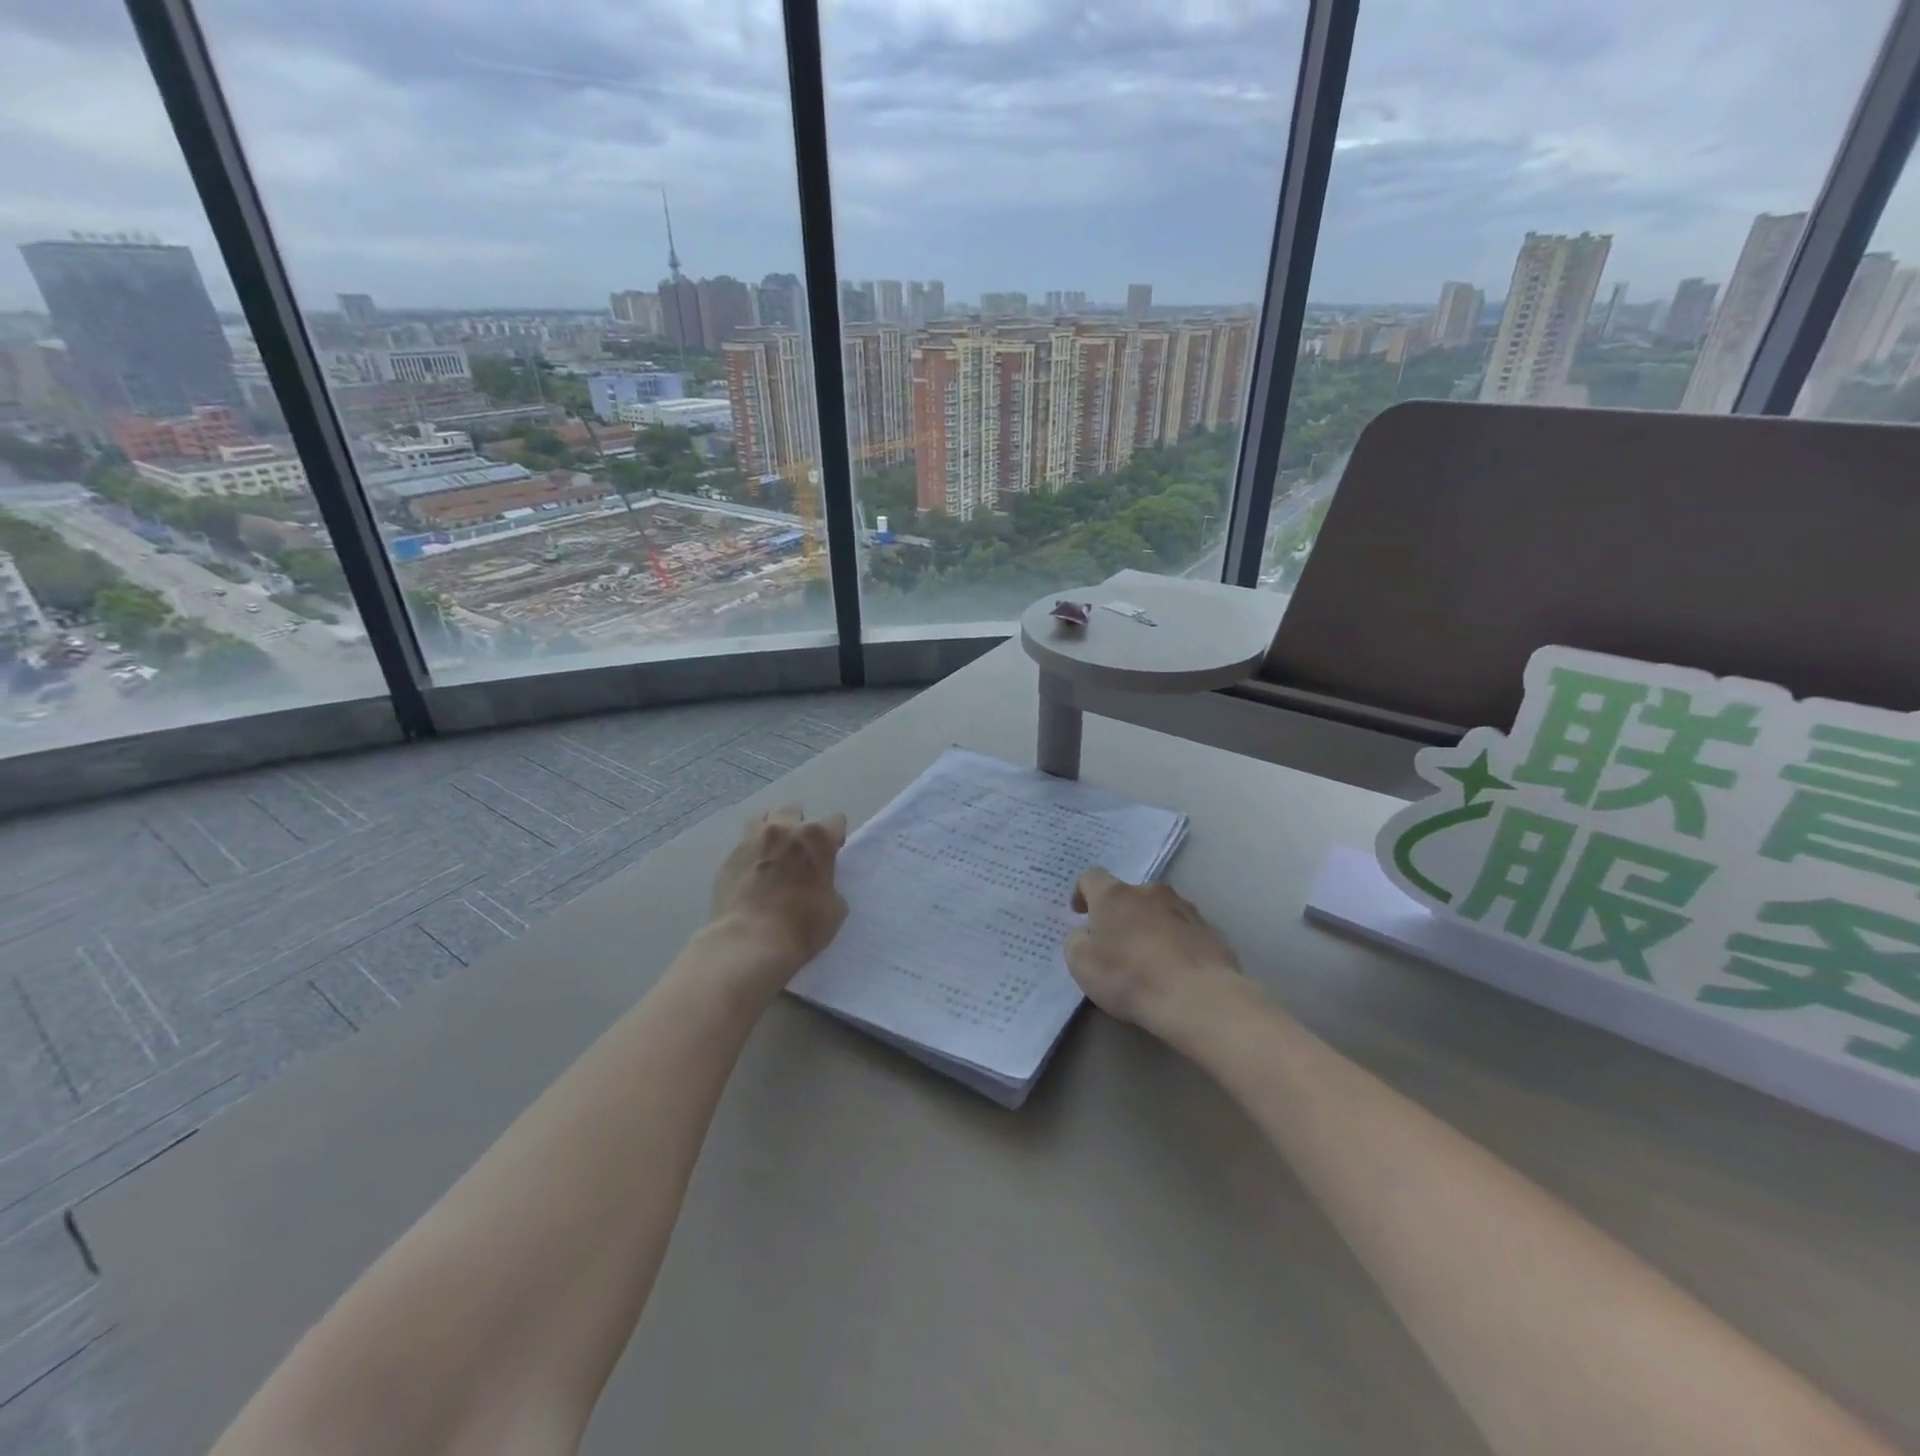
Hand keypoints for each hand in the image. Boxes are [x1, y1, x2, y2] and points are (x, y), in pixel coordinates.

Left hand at [708, 806, 848, 976]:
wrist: (749, 943)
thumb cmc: (802, 926)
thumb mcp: (835, 908)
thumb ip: (829, 884)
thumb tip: (819, 883)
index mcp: (816, 838)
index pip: (835, 822)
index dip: (835, 838)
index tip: (832, 853)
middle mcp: (784, 830)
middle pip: (794, 811)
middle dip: (799, 825)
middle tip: (800, 850)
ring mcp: (752, 841)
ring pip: (763, 820)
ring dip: (772, 831)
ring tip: (772, 852)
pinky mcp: (728, 858)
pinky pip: (743, 845)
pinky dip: (751, 853)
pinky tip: (752, 872)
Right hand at [1065, 868, 1242, 1036]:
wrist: (1197, 997)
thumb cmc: (1129, 976)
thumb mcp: (1081, 963)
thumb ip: (1077, 941)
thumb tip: (1087, 935)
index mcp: (1115, 895)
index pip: (1091, 877)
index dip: (1082, 893)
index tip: (1080, 913)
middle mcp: (1150, 892)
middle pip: (1129, 896)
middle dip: (1120, 914)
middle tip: (1116, 944)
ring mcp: (1185, 909)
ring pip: (1159, 912)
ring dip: (1150, 927)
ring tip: (1149, 960)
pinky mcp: (1211, 931)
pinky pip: (1184, 932)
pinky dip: (1175, 944)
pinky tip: (1175, 971)